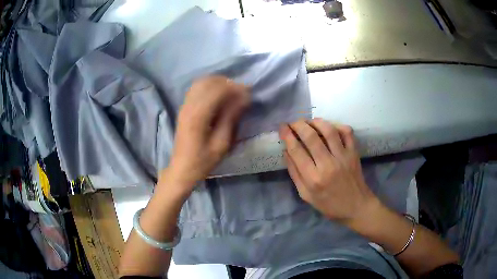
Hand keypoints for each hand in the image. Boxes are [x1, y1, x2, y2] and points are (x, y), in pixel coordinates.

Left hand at [159, 76, 249, 195]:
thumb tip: (243, 98)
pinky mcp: (184, 108)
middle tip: (241, 93)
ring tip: (231, 93)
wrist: (182, 168)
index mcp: (198, 115)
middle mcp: (189, 105)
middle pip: (209, 81)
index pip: (218, 90)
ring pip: (201, 82)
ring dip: (218, 83)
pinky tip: (218, 96)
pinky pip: (196, 88)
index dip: (235, 88)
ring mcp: (184, 105)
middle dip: (227, 83)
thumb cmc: (203, 160)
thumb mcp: (221, 143)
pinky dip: (209, 87)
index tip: (248, 93)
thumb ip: (231, 117)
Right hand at [279, 118, 378, 225]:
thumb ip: (295, 174)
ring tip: (309, 122)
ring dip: (315, 122)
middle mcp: (328, 164)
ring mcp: (343, 157)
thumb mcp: (306, 195)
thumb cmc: (329, 205)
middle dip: (298, 125)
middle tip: (293, 123)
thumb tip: (286, 151)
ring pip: (328, 130)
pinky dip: (337, 125)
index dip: (287, 135)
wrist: (356, 207)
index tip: (282, 127)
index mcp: (313, 178)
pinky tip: (329, 127)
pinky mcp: (354, 153)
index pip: (296, 150)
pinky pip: (347, 132)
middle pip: (310, 136)